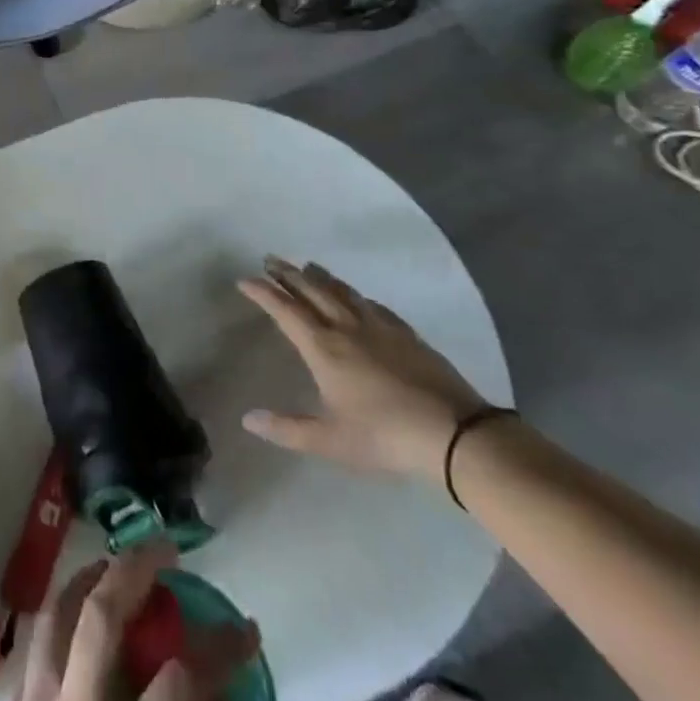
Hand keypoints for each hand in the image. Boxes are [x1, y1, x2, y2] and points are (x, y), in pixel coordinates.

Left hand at [7, 542, 258, 700]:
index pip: (176, 691)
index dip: (218, 653)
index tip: (247, 630)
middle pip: (99, 620)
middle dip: (136, 571)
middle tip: (168, 547)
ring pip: (55, 614)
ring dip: (89, 577)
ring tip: (117, 561)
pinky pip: (36, 641)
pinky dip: (61, 613)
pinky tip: (78, 612)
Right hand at [239, 258, 486, 482]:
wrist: (455, 433)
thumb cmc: (385, 436)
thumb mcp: (330, 440)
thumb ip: (287, 429)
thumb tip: (247, 419)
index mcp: (323, 348)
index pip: (285, 310)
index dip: (263, 292)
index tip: (244, 280)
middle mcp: (346, 327)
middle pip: (311, 290)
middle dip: (287, 273)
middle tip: (269, 259)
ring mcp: (378, 327)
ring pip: (341, 291)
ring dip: (319, 276)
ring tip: (306, 266)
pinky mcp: (406, 333)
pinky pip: (372, 303)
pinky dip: (354, 293)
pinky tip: (356, 296)